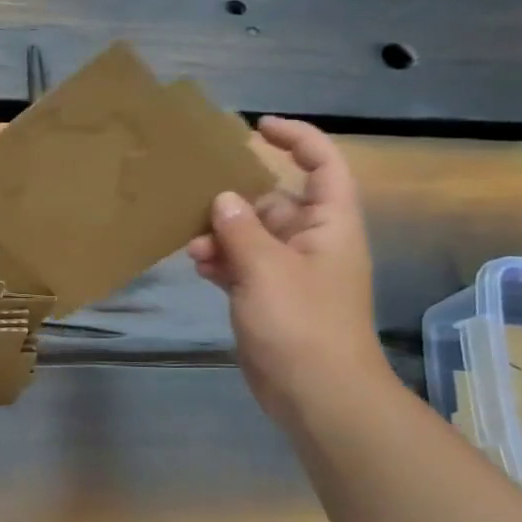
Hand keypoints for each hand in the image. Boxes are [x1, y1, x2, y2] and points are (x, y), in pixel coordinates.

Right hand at [187, 116, 389, 423]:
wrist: (316, 393)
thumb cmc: (301, 323)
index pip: (322, 165)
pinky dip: (223, 262)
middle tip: (197, 202)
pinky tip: (199, 267)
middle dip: (236, 202)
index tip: (256, 128)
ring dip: (223, 237)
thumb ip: (241, 230)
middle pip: (274, 201)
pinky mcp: (270, 298)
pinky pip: (244, 266)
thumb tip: (223, 199)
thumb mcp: (267, 269)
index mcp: (329, 224)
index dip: (296, 139)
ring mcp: (290, 272)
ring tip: (192, 248)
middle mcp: (312, 241)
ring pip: (252, 236)